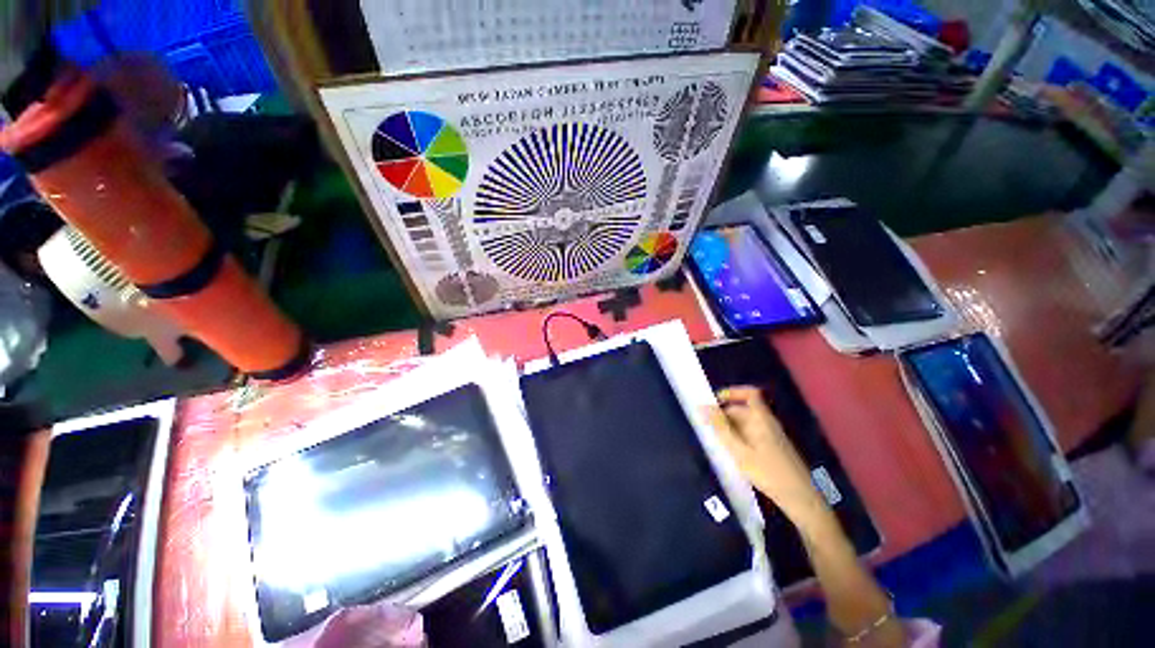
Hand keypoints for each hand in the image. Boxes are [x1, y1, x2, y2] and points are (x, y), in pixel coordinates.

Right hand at [704, 386, 829, 527]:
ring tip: (717, 442)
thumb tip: (702, 406)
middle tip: (708, 428)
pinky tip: (732, 453)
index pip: (750, 393)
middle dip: (724, 415)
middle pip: (744, 409)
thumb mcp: (739, 450)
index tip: (715, 400)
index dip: (732, 392)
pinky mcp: (772, 448)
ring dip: (730, 428)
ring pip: (746, 423)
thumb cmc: (768, 472)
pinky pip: (751, 434)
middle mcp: (767, 423)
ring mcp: (771, 435)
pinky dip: (738, 437)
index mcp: (762, 418)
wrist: (801, 499)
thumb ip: (720, 427)